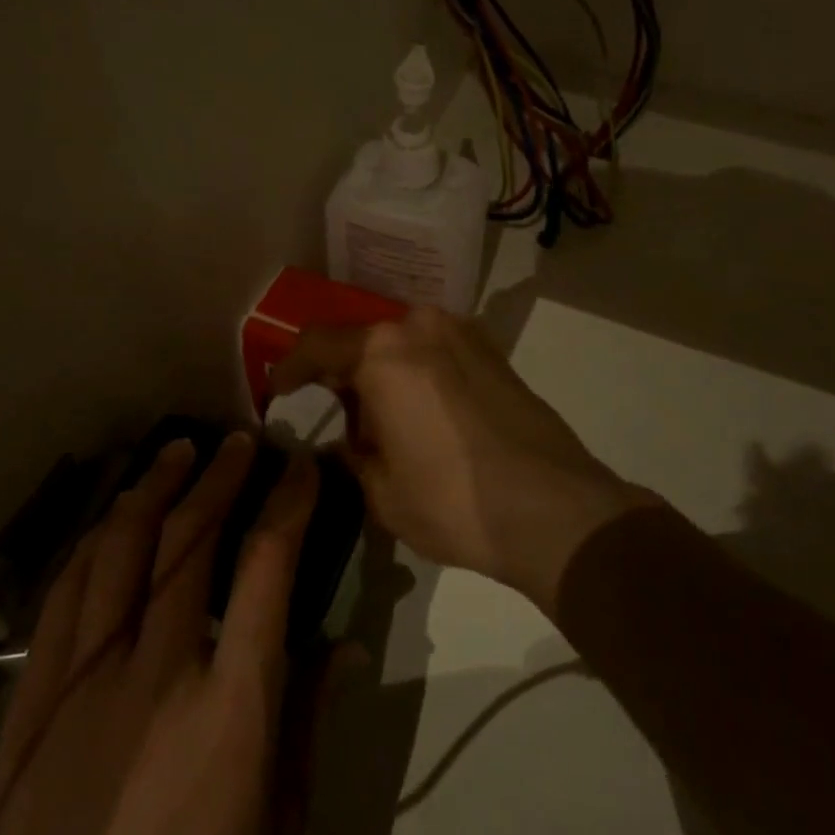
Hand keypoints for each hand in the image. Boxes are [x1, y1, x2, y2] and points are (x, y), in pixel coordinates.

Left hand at [0, 433, 328, 834]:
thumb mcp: (281, 822)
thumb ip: (309, 719)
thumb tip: (345, 643)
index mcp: (231, 706)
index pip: (267, 569)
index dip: (289, 503)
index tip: (300, 465)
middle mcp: (156, 676)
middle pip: (190, 543)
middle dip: (222, 478)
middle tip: (239, 442)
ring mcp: (84, 688)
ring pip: (120, 554)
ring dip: (153, 491)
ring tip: (175, 454)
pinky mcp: (31, 710)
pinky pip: (60, 603)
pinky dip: (91, 545)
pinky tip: (110, 520)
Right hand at [269, 308, 653, 612]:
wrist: (555, 509)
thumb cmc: (454, 501)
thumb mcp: (382, 491)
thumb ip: (352, 454)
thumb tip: (347, 441)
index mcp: (383, 351)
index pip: (316, 343)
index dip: (289, 368)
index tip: (279, 392)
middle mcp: (420, 326)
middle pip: (363, 339)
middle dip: (342, 373)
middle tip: (337, 415)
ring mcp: (462, 333)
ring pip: (402, 343)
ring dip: (383, 372)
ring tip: (384, 420)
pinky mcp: (493, 351)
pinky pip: (436, 351)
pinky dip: (418, 372)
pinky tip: (425, 415)